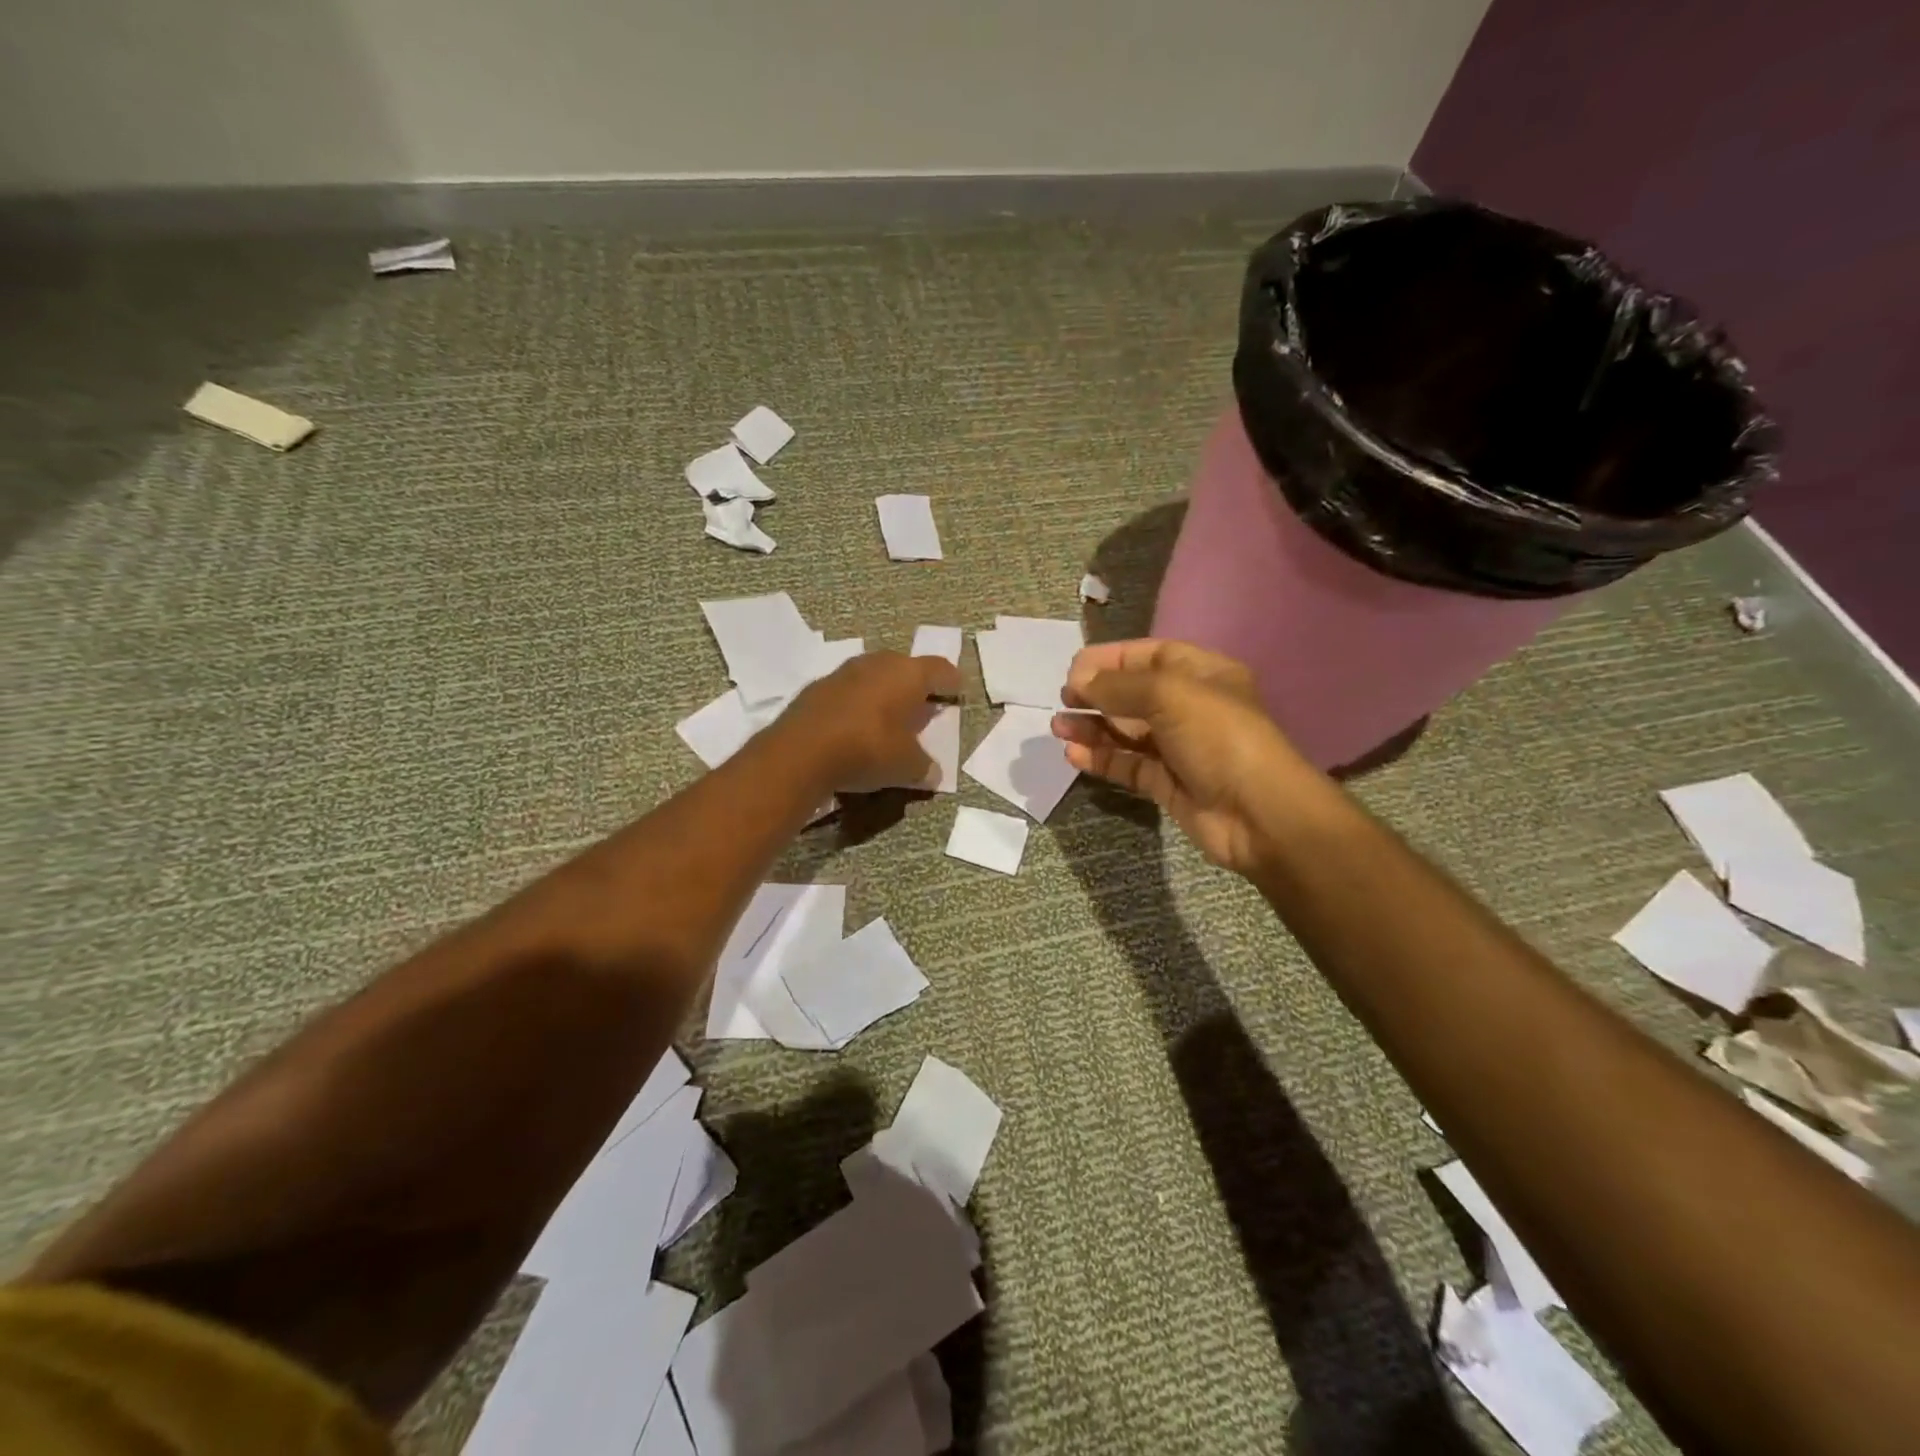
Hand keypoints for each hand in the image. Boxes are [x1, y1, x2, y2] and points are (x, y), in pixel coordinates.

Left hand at [778, 651, 961, 793]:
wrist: (801, 752)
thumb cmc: (868, 750)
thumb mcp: (907, 767)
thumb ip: (925, 767)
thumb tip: (933, 773)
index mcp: (908, 674)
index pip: (940, 670)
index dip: (951, 682)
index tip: (957, 693)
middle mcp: (877, 663)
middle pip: (905, 667)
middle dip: (915, 686)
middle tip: (922, 706)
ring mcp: (843, 672)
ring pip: (873, 676)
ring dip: (882, 693)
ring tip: (888, 717)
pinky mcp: (816, 688)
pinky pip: (847, 691)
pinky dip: (856, 704)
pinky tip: (855, 726)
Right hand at [1052, 639, 1314, 873]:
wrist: (1258, 813)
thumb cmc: (1219, 737)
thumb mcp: (1169, 695)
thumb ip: (1119, 686)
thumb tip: (1079, 682)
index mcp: (1202, 675)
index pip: (1150, 656)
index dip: (1111, 659)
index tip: (1074, 669)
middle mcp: (1190, 707)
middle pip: (1133, 694)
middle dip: (1096, 694)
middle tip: (1064, 700)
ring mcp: (1178, 748)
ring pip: (1125, 732)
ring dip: (1091, 727)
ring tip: (1058, 727)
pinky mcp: (1166, 783)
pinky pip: (1127, 765)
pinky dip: (1100, 758)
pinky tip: (1074, 755)